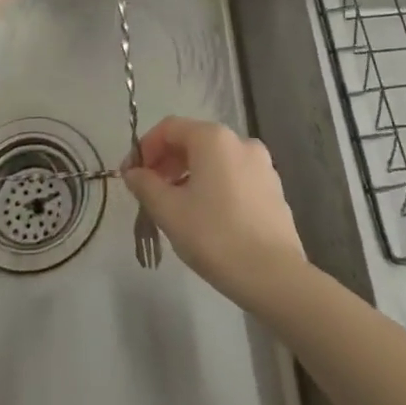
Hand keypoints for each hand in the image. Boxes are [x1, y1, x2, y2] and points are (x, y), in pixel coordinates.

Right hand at [123, 117, 308, 310]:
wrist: (274, 276)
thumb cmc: (215, 237)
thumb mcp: (169, 211)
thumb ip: (146, 186)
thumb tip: (133, 173)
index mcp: (213, 138)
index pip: (169, 128)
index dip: (145, 148)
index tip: (130, 176)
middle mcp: (240, 141)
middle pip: (193, 141)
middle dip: (167, 162)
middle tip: (149, 192)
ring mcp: (262, 164)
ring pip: (215, 160)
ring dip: (189, 175)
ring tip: (175, 207)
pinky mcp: (273, 188)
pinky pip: (234, 176)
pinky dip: (214, 185)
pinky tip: (207, 216)